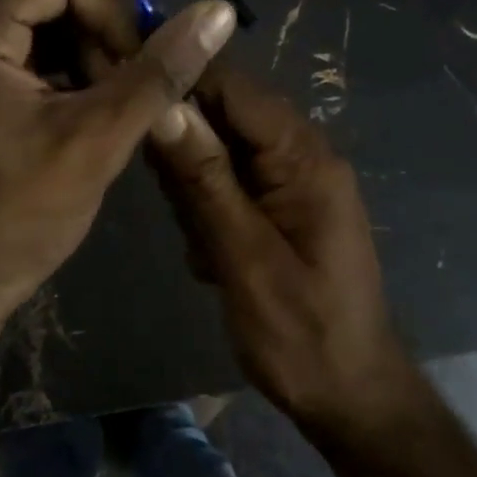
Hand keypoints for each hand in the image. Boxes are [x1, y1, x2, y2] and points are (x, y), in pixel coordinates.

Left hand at [0, 0, 237, 325]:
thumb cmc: (23, 212)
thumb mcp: (100, 137)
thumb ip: (159, 71)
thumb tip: (220, 11)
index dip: (113, 15)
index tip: (128, 75)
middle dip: (101, 43)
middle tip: (118, 103)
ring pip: (50, 28)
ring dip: (89, 64)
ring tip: (103, 117)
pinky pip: (32, 57)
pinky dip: (68, 80)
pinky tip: (83, 123)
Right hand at [147, 68, 407, 425]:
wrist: (349, 396)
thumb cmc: (301, 333)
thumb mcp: (245, 257)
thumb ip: (205, 179)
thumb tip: (166, 106)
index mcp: (304, 159)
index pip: (235, 89)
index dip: (181, 81)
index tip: (126, 93)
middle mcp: (302, 158)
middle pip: (224, 116)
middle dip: (186, 153)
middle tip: (176, 207)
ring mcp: (292, 185)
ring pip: (220, 153)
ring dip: (195, 192)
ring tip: (200, 244)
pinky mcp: (280, 209)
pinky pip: (229, 186)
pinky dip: (207, 213)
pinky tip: (210, 258)